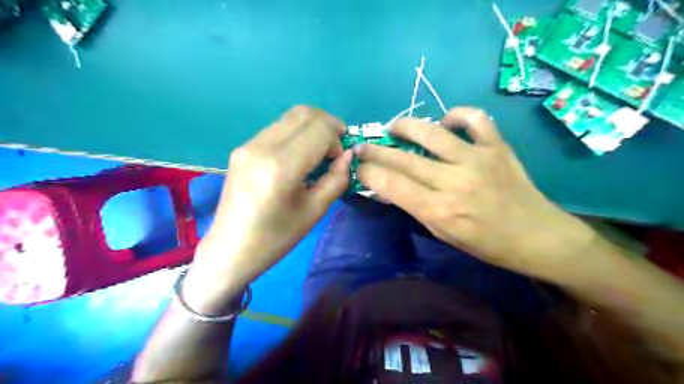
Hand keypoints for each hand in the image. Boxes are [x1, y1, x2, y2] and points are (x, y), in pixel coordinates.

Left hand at [183, 104, 349, 310]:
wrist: (230, 249)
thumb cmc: (275, 238)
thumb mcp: (314, 211)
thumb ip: (336, 178)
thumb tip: (348, 155)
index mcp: (281, 166)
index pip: (319, 128)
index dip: (337, 137)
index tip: (341, 157)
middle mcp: (262, 146)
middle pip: (304, 113)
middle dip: (328, 125)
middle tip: (336, 148)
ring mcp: (248, 144)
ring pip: (290, 117)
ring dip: (312, 128)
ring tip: (319, 153)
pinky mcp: (242, 148)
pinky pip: (277, 128)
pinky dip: (296, 134)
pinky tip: (299, 157)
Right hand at [356, 107, 595, 277]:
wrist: (537, 237)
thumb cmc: (486, 244)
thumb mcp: (443, 233)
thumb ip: (414, 206)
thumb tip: (388, 186)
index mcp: (439, 211)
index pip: (391, 184)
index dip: (368, 172)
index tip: (358, 167)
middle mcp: (455, 181)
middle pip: (403, 159)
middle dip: (375, 150)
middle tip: (362, 146)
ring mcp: (478, 159)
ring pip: (431, 132)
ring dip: (405, 126)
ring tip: (393, 127)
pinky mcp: (497, 146)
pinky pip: (474, 118)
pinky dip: (455, 115)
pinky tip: (445, 123)